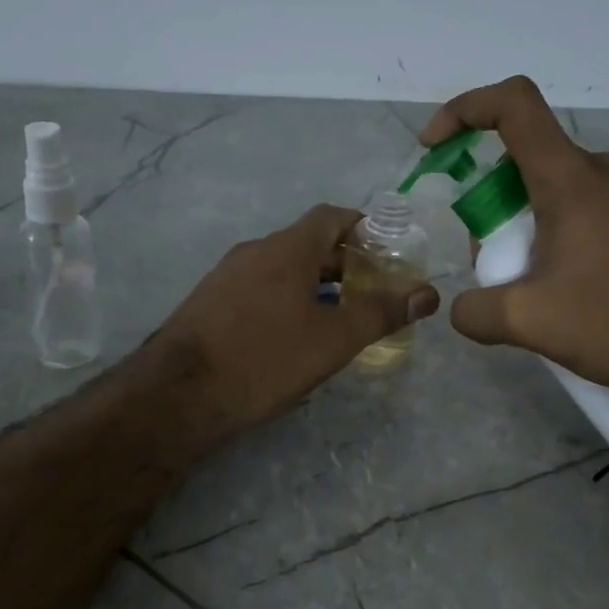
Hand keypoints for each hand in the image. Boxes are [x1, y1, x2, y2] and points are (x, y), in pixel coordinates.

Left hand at [153, 204, 439, 436]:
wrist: (181, 392)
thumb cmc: (266, 358)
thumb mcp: (333, 339)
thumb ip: (381, 313)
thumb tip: (427, 294)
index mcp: (287, 248)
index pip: (331, 217)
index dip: (362, 227)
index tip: (386, 249)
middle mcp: (254, 251)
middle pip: (307, 243)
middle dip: (343, 262)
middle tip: (371, 290)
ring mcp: (225, 276)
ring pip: (281, 269)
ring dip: (313, 283)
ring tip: (337, 316)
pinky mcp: (208, 303)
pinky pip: (257, 289)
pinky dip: (284, 299)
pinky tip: (291, 335)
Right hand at [422, 76, 608, 394]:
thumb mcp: (531, 322)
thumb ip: (476, 312)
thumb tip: (463, 309)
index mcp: (569, 178)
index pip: (512, 105)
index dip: (464, 110)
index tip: (434, 147)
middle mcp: (599, 170)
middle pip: (522, 160)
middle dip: (488, 205)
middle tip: (490, 264)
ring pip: (550, 190)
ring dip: (520, 227)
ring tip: (527, 287)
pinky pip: (580, 209)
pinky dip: (552, 235)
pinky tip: (562, 288)